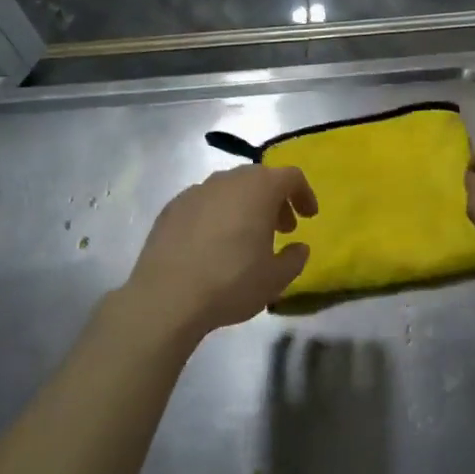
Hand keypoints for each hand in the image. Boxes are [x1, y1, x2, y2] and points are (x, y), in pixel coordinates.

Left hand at [124, 165, 317, 340]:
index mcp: (259, 189)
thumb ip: (294, 259)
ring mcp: (196, 191)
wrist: (166, 297)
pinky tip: (213, 244)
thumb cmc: (231, 282)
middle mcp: (227, 180)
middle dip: (275, 200)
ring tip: (246, 237)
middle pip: (259, 178)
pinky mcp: (171, 207)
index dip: (304, 194)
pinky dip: (217, 215)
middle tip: (282, 229)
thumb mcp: (276, 279)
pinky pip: (204, 203)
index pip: (290, 176)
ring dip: (245, 206)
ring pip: (229, 189)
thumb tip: (299, 247)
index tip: (308, 217)